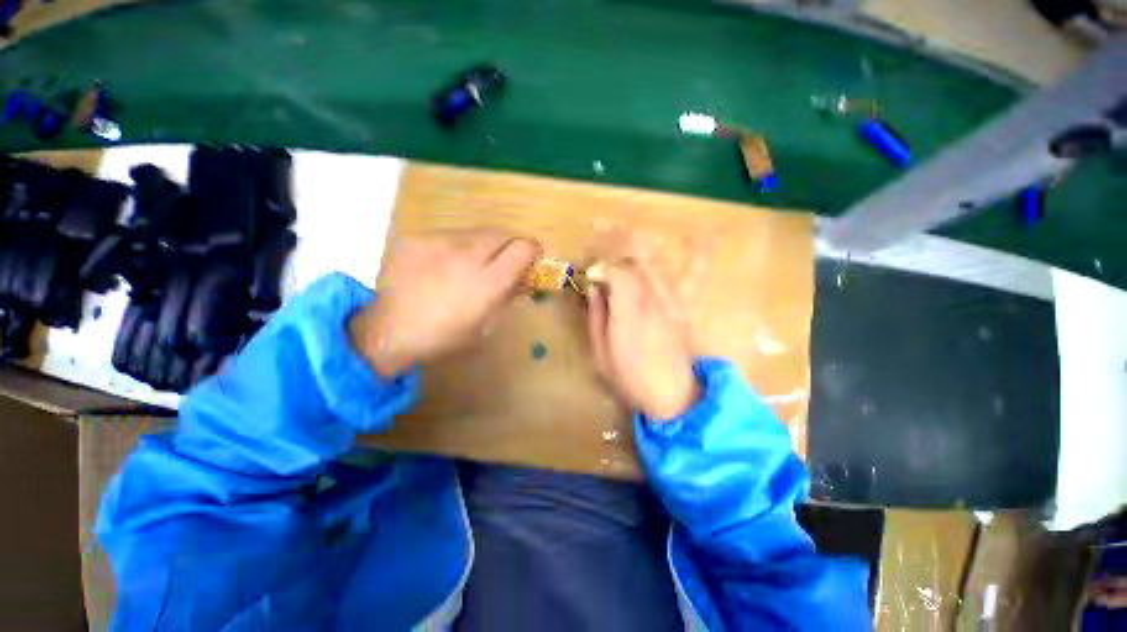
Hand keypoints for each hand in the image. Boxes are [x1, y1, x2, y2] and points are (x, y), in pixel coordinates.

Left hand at [350, 230, 540, 376]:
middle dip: (510, 245)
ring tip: (470, 264)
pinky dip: (456, 248)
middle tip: (503, 260)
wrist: (387, 330)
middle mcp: (467, 255)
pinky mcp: (418, 238)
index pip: (523, 249)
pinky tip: (443, 266)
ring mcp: (439, 242)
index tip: (531, 258)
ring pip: (476, 232)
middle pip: (502, 233)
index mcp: (487, 283)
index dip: (533, 250)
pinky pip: (449, 235)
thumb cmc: (444, 337)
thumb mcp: (486, 327)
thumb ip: (508, 299)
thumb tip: (523, 281)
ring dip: (483, 245)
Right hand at [586, 238, 700, 420]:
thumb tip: (594, 290)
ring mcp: (672, 303)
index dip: (601, 269)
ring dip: (640, 248)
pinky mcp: (684, 308)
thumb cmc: (629, 379)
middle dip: (615, 256)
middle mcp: (652, 301)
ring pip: (655, 266)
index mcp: (629, 313)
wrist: (672, 397)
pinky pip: (693, 277)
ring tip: (630, 230)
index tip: (590, 277)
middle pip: (634, 266)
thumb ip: (596, 318)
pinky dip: (698, 256)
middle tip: (602, 253)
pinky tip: (705, 235)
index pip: (616, 274)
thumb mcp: (600, 354)